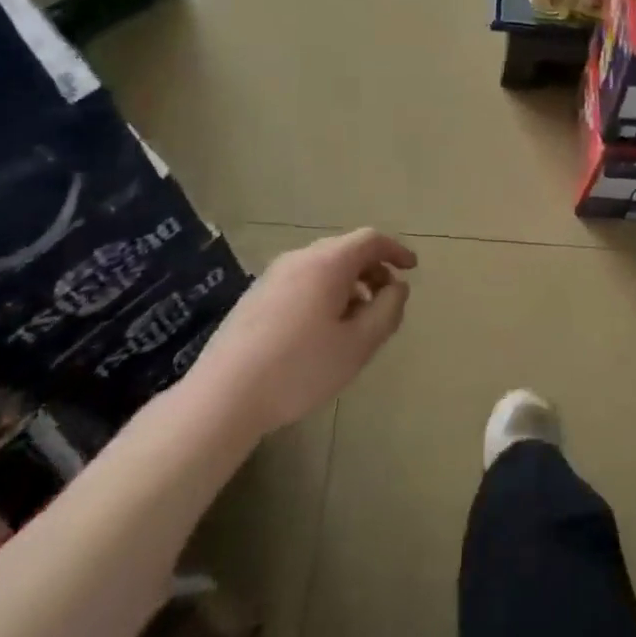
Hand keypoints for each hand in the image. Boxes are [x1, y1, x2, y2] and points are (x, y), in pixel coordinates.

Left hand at [187, 229, 415, 437]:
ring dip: (349, 283)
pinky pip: (301, 281)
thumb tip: (398, 287)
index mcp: (326, 263)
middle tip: (388, 299)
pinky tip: (322, 330)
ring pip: (322, 266)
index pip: (370, 239)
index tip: (412, 268)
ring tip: (358, 319)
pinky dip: (324, 292)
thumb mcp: (358, 345)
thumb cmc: (299, 369)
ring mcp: (271, 276)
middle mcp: (298, 259)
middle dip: (373, 269)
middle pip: (345, 250)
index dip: (395, 250)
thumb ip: (387, 311)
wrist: (223, 397)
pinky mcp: (254, 296)